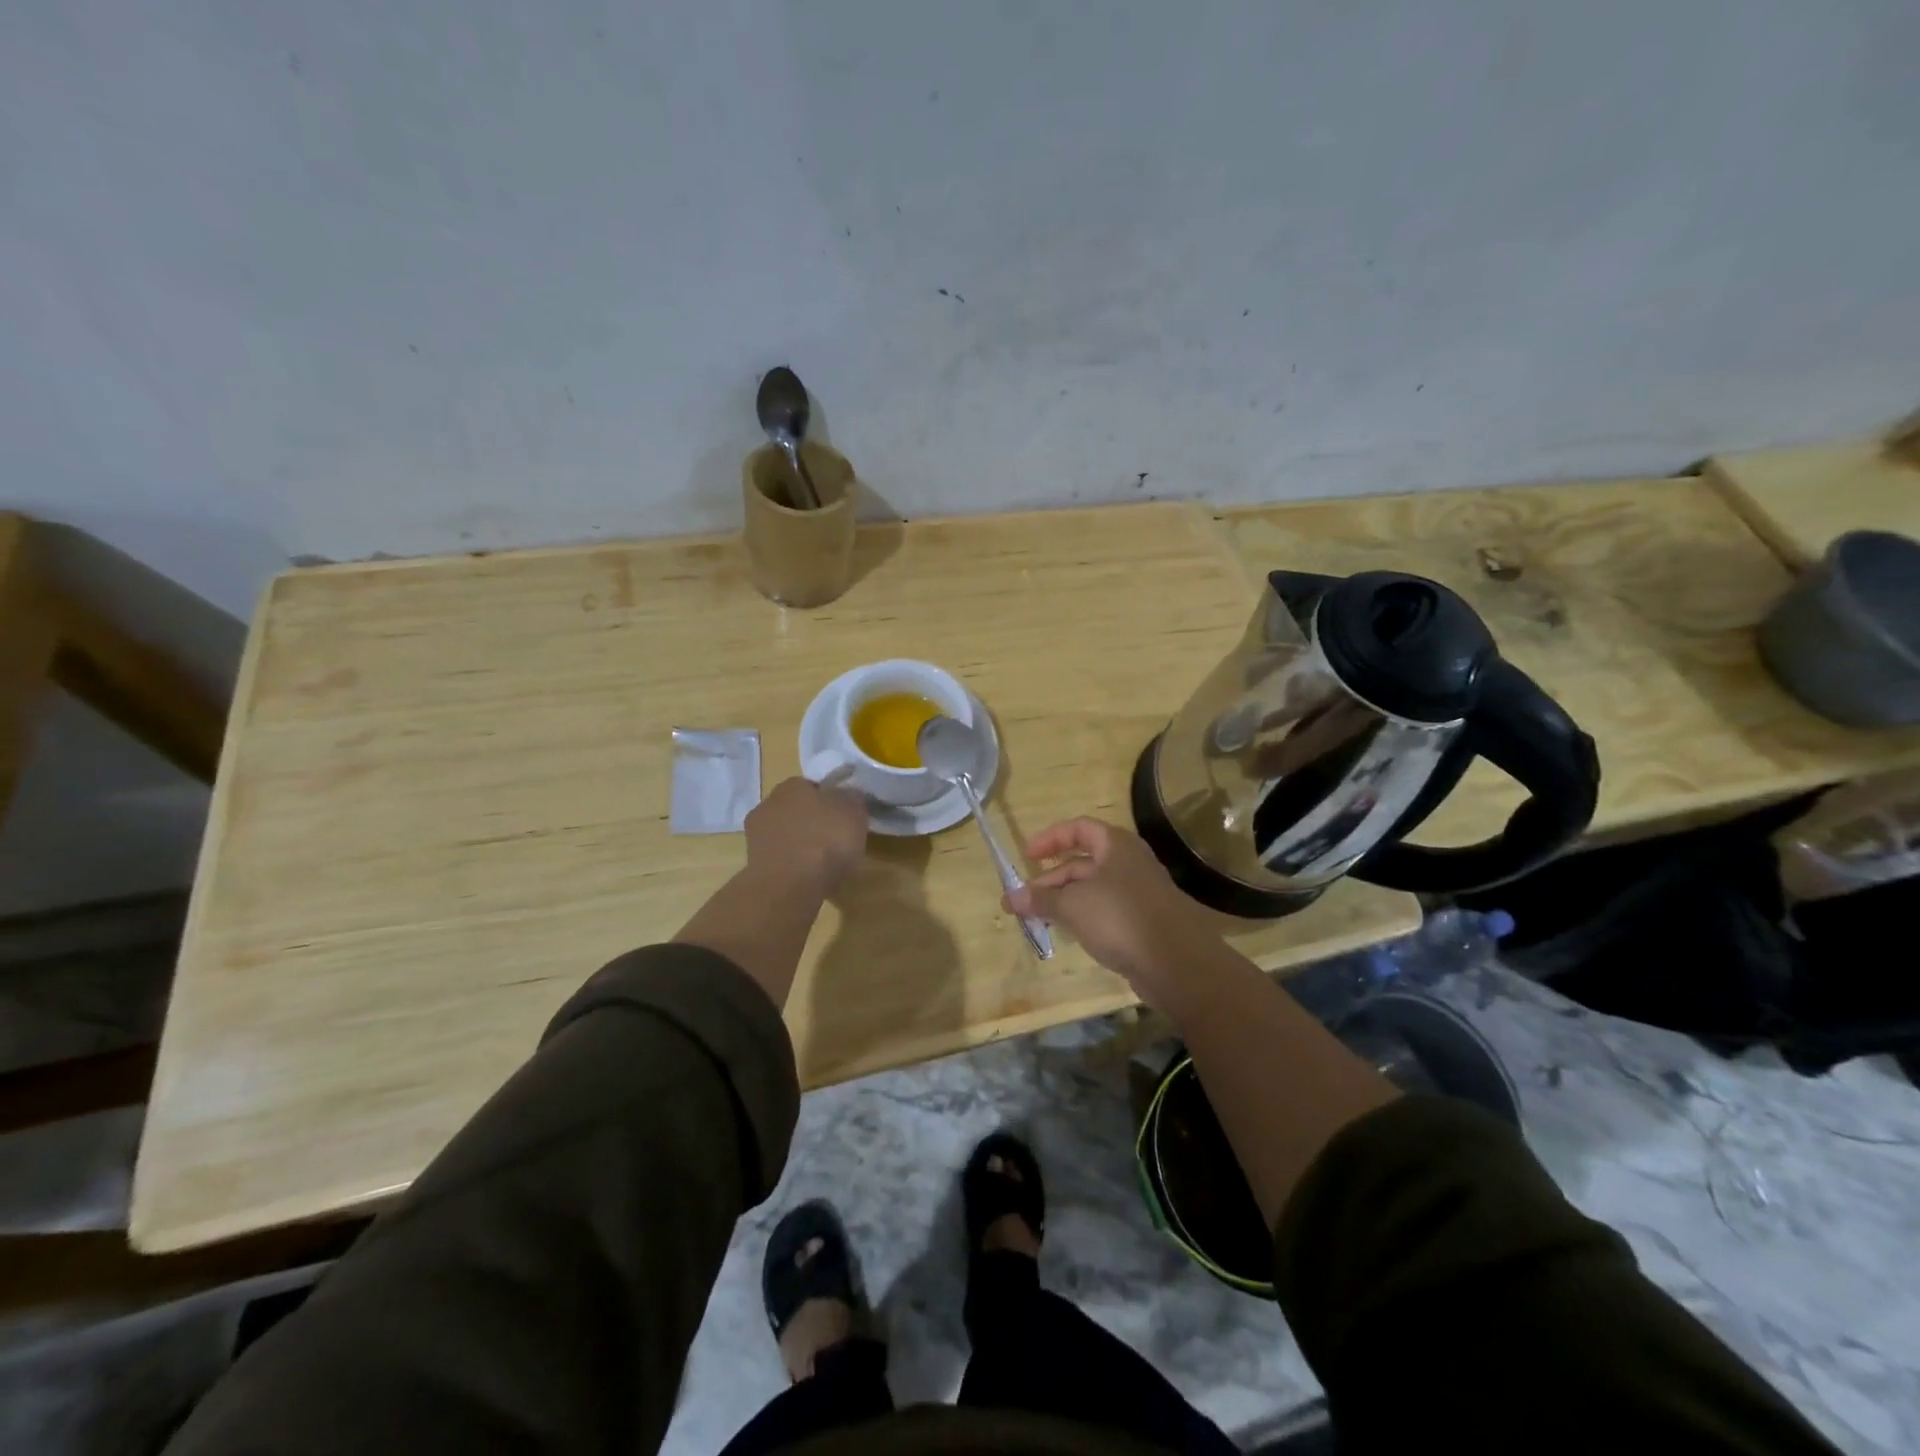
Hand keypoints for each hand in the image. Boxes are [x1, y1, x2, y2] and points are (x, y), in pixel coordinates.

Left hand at [746, 777, 868, 897]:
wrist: (789, 887)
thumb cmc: (826, 841)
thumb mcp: (855, 813)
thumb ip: (853, 799)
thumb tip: (850, 794)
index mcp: (792, 784)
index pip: (813, 786)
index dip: (831, 801)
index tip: (844, 818)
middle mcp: (768, 803)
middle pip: (797, 810)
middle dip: (813, 822)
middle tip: (835, 840)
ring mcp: (756, 835)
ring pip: (786, 835)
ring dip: (801, 845)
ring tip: (824, 864)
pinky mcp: (753, 864)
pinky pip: (780, 858)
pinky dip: (792, 865)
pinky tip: (808, 878)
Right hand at [1005, 818, 1220, 1003]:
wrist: (1177, 963)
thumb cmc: (1121, 918)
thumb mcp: (1073, 905)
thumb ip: (1040, 899)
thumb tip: (1010, 897)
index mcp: (1116, 845)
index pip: (1078, 828)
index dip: (1050, 838)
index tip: (1027, 857)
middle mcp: (1129, 863)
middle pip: (1082, 862)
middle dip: (1050, 880)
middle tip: (1022, 901)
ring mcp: (1138, 893)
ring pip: (1092, 889)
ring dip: (1063, 901)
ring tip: (1037, 919)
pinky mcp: (1143, 922)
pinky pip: (1105, 911)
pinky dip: (1083, 917)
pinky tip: (1067, 933)